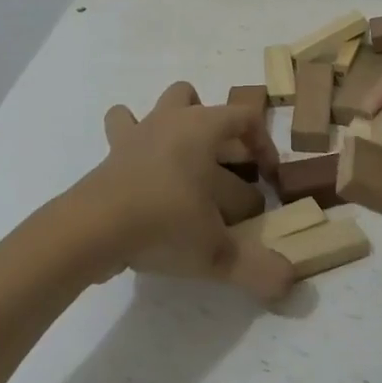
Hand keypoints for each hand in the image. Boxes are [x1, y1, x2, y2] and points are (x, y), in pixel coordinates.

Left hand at [70, 82, 293, 301]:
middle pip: (196, 100)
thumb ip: (257, 268)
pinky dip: (131, 145)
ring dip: (169, 124)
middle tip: (222, 168)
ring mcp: (137, 134)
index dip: (264, 144)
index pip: (245, 117)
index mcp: (203, 128)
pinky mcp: (110, 154)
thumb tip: (288, 282)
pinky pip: (121, 133)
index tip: (268, 179)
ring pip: (156, 106)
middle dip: (211, 127)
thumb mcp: (217, 253)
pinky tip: (140, 174)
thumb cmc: (164, 222)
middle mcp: (171, 121)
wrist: (94, 228)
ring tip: (181, 164)